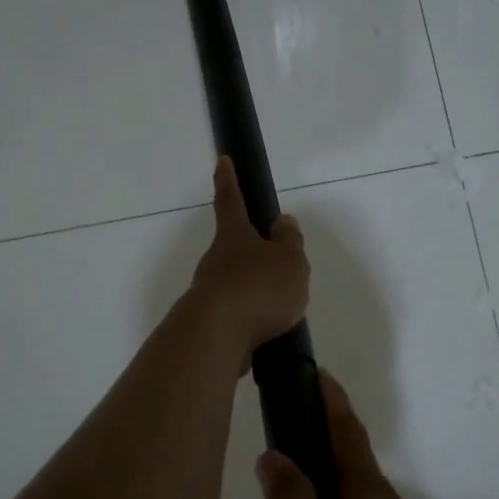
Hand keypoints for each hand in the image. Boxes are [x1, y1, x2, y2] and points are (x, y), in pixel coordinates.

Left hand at [186, 158, 308, 358]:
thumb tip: (281, 222)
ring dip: (254, 290)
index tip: (222, 161)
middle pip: (233, 247)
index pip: (230, 200)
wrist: (215, 337)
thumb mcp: (289, 261)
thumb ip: (289, 242)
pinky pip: (235, 314)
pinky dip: (251, 319)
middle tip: (278, 264)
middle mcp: (216, 260)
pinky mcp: (209, 323)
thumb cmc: (257, 289)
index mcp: (234, 236)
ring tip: (282, 308)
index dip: (228, 180)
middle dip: (252, 251)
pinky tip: (267, 332)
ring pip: (235, 283)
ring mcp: (209, 292)